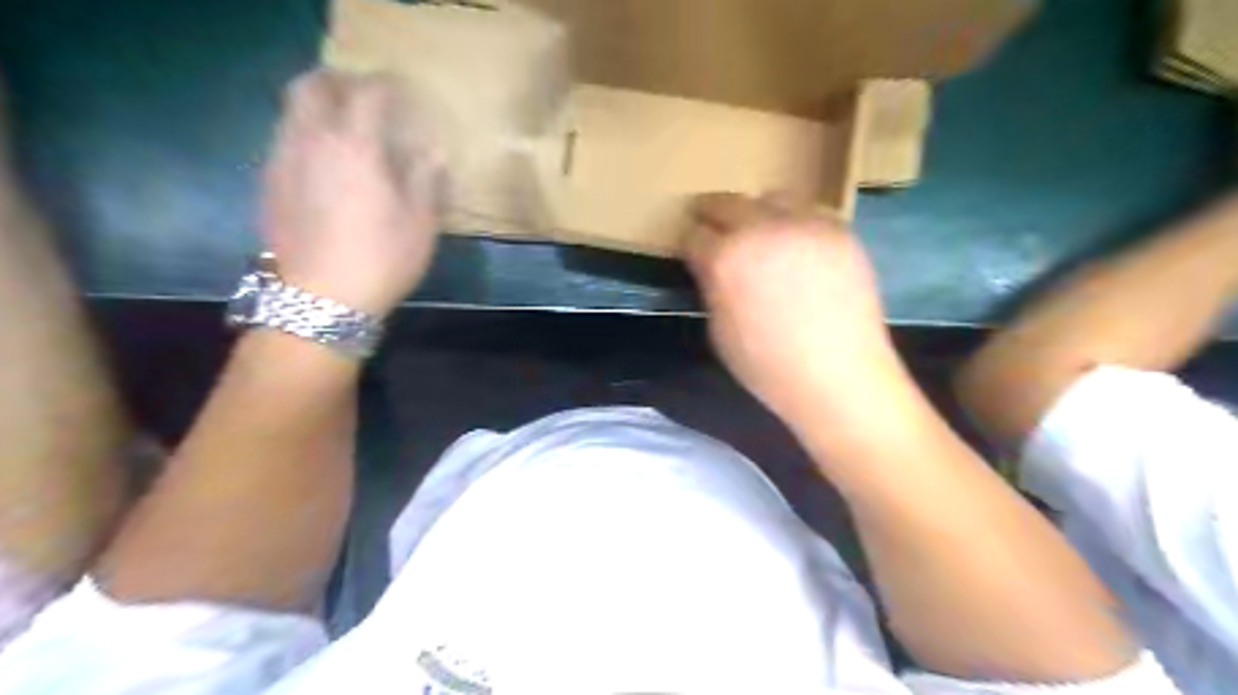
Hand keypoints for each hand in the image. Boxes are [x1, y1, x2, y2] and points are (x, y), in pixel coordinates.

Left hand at [263, 68, 448, 314]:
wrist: (321, 299)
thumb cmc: (382, 259)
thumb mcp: (420, 223)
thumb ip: (425, 180)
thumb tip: (433, 154)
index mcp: (355, 146)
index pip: (366, 93)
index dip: (385, 85)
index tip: (402, 91)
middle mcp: (311, 141)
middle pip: (311, 86)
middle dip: (337, 81)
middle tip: (362, 96)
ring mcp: (283, 161)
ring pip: (291, 111)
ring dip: (317, 107)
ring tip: (343, 128)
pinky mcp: (269, 184)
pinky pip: (284, 140)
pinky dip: (305, 136)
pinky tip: (324, 163)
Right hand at [687, 193, 899, 426]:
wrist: (837, 376)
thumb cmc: (768, 366)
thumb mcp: (719, 331)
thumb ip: (713, 288)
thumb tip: (715, 269)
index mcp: (725, 259)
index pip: (695, 235)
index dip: (691, 245)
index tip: (694, 252)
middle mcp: (762, 229)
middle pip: (727, 202)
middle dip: (713, 213)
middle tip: (712, 224)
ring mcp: (805, 225)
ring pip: (772, 198)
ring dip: (758, 211)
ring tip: (761, 232)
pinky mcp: (840, 231)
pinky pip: (810, 213)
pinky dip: (796, 223)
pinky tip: (798, 247)